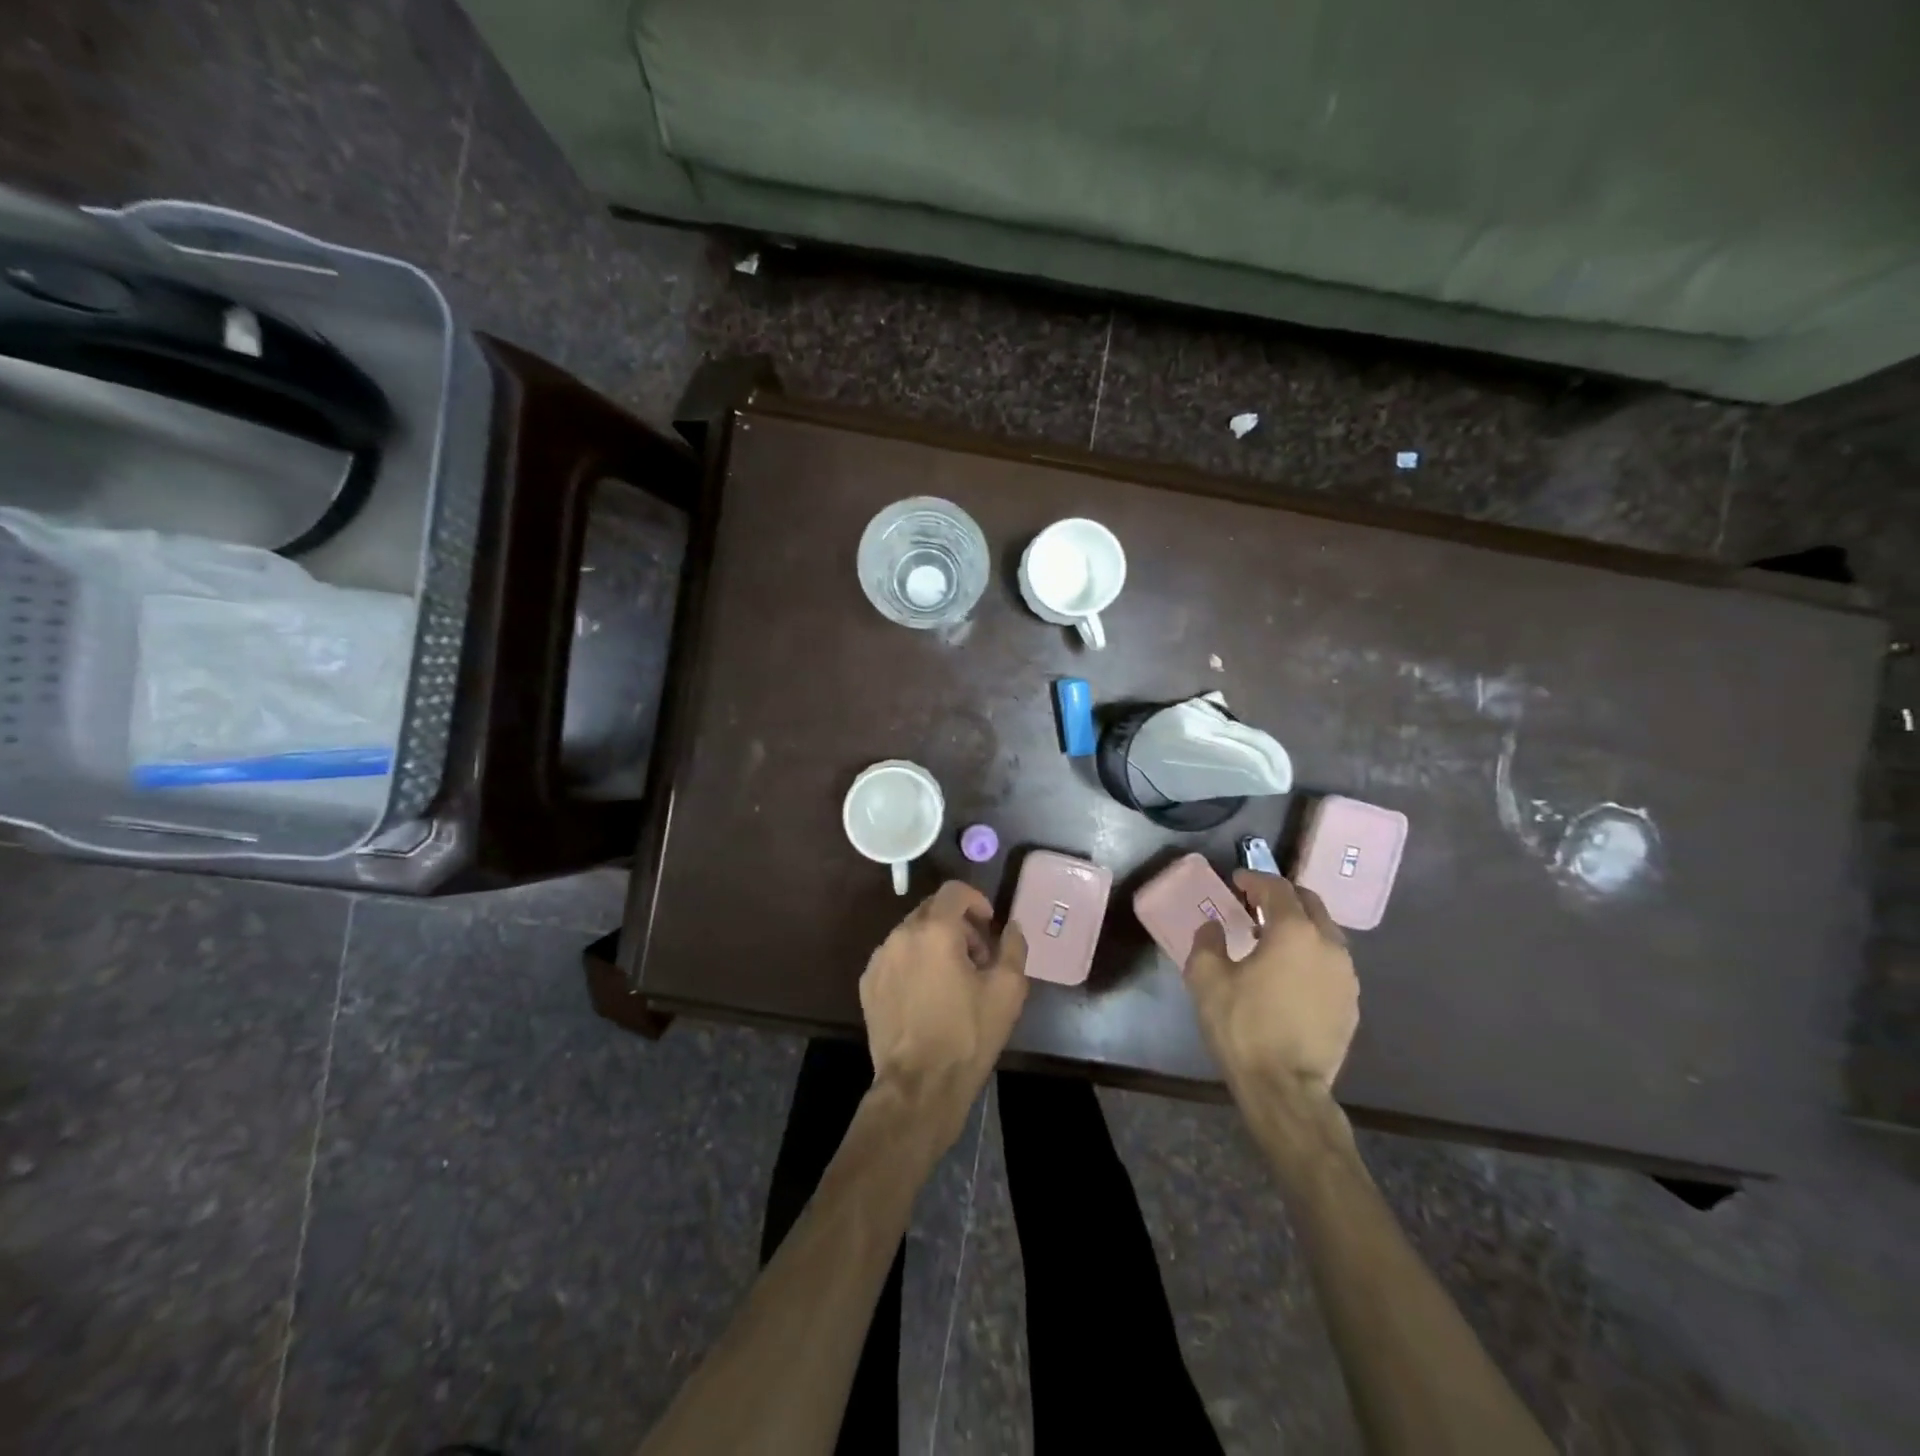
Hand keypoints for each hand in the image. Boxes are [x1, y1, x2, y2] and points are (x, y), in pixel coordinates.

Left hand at [860, 881, 1028, 1146]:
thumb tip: (1011, 927)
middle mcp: (901, 935)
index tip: (989, 924)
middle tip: (978, 956)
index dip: (976, 900)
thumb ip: (1013, 947)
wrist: (919, 1085)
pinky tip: (927, 995)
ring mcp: (879, 959)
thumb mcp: (1008, 990)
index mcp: (935, 930)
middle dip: (958, 924)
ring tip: (953, 979)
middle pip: (931, 910)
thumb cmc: (968, 1035)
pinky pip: (895, 957)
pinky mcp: (868, 983)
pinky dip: (914, 962)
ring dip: (935, 943)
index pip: (954, 891)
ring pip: (911, 933)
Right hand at [1185, 871, 1358, 1101]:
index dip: (1254, 880)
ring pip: (1325, 933)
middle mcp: (1328, 945)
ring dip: (1300, 926)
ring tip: (1272, 939)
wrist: (1285, 1087)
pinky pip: (1331, 963)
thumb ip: (1207, 942)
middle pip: (1310, 904)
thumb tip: (1214, 927)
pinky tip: (1290, 973)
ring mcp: (1346, 975)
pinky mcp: (1351, 1002)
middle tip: (1256, 904)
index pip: (1277, 888)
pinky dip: (1311, 955)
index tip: (1236, 881)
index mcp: (1294, 932)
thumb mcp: (1206, 978)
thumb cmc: (1242, 1025)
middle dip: (1283, 897)